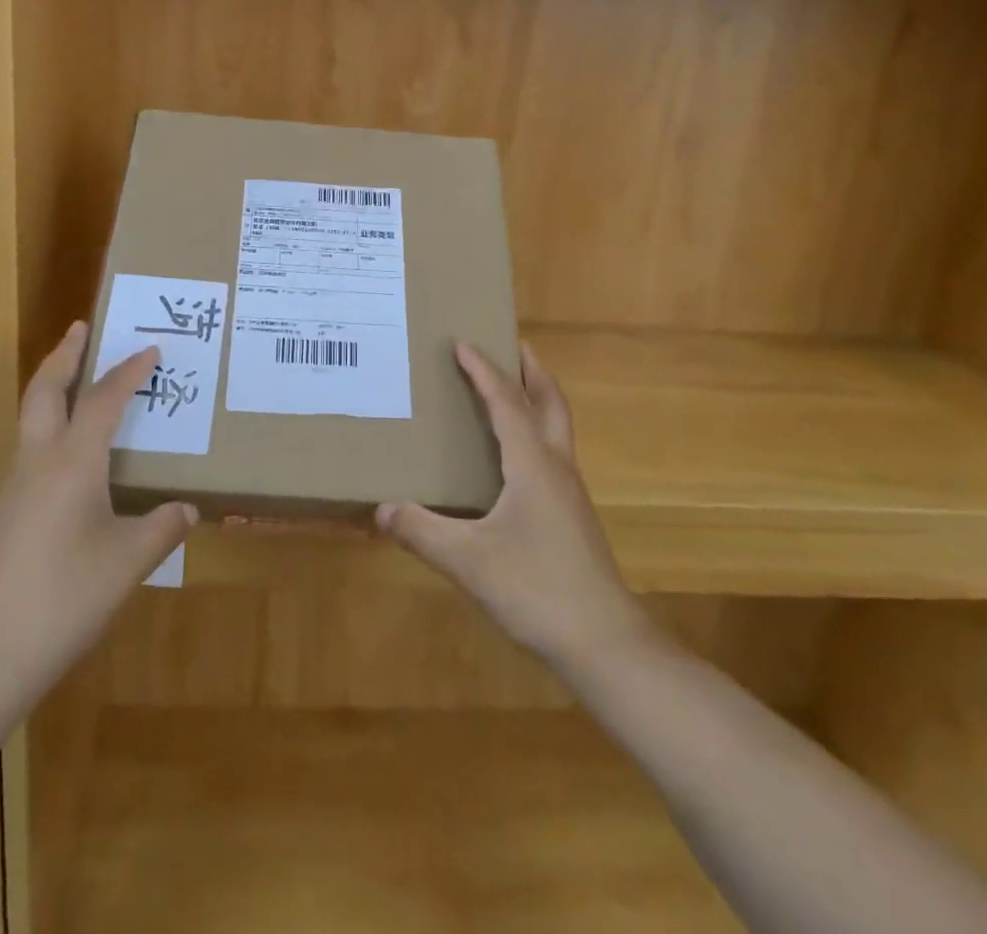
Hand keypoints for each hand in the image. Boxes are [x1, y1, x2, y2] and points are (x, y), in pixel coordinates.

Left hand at [0, 322, 196, 700]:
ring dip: (53, 388)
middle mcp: (39, 463)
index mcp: (73, 463)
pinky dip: (51, 429)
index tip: (150, 349)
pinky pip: (32, 451)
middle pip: (45, 390)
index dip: (128, 371)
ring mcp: (15, 488)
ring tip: (78, 380)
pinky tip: (73, 458)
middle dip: (64, 355)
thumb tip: (187, 508)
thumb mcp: (128, 561)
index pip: (103, 399)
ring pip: (31, 419)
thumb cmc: (65, 598)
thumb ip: (162, 528)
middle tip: (82, 328)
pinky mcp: (6, 515)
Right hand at [376, 342, 646, 674]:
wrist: (605, 643)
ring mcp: (570, 492)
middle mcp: (556, 467)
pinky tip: (516, 457)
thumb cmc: (536, 589)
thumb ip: (422, 531)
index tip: (463, 343)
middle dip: (531, 370)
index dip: (483, 371)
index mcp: (532, 464)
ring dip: (538, 398)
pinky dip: (537, 431)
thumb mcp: (468, 561)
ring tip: (514, 388)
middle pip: (550, 402)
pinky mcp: (573, 515)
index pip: (506, 402)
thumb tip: (381, 508)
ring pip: (557, 427)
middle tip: (512, 344)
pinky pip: (554, 453)